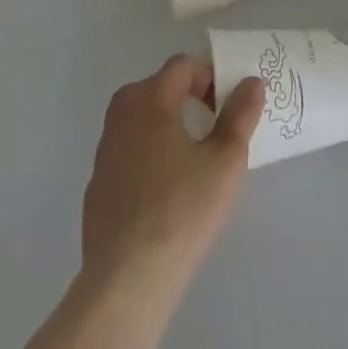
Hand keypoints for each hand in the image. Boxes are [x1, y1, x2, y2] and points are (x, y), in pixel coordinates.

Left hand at [80, 55, 264, 297]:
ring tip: (193, 156)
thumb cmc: (182, 209)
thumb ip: (241, 114)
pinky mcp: (96, 189)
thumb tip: (251, 82)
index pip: (182, 66)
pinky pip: (128, 153)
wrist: (126, 282)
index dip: (210, 75)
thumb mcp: (226, 159)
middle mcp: (121, 118)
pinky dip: (148, 155)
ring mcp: (103, 154)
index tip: (229, 102)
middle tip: (214, 123)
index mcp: (149, 101)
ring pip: (139, 121)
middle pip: (157, 88)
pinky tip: (167, 190)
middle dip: (187, 96)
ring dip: (166, 125)